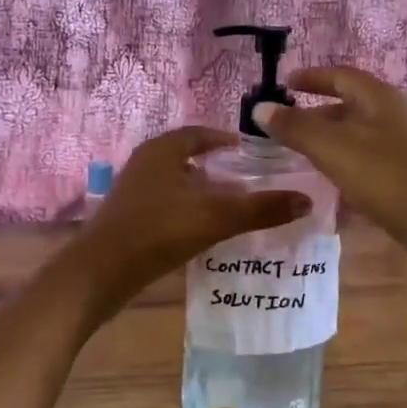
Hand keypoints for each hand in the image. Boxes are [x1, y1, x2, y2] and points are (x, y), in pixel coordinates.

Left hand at [72, 126, 310, 323]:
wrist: (100, 273)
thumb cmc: (157, 231)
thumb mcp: (215, 217)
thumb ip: (260, 208)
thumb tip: (307, 200)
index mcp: (162, 150)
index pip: (199, 134)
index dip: (226, 141)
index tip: (252, 154)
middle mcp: (145, 164)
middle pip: (188, 159)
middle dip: (218, 169)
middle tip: (250, 183)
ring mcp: (134, 193)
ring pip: (177, 185)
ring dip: (203, 193)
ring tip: (234, 209)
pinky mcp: (129, 220)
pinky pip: (166, 208)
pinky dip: (188, 213)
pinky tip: (204, 233)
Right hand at [252, 67, 406, 302]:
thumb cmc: (385, 178)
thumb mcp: (333, 149)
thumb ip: (295, 127)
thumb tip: (260, 108)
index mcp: (379, 98)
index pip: (341, 76)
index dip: (311, 78)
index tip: (285, 84)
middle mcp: (392, 116)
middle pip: (348, 105)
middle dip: (315, 112)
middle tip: (283, 126)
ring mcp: (401, 147)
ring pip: (356, 134)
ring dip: (327, 139)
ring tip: (298, 154)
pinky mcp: (404, 176)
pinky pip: (364, 159)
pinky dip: (342, 162)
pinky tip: (327, 181)